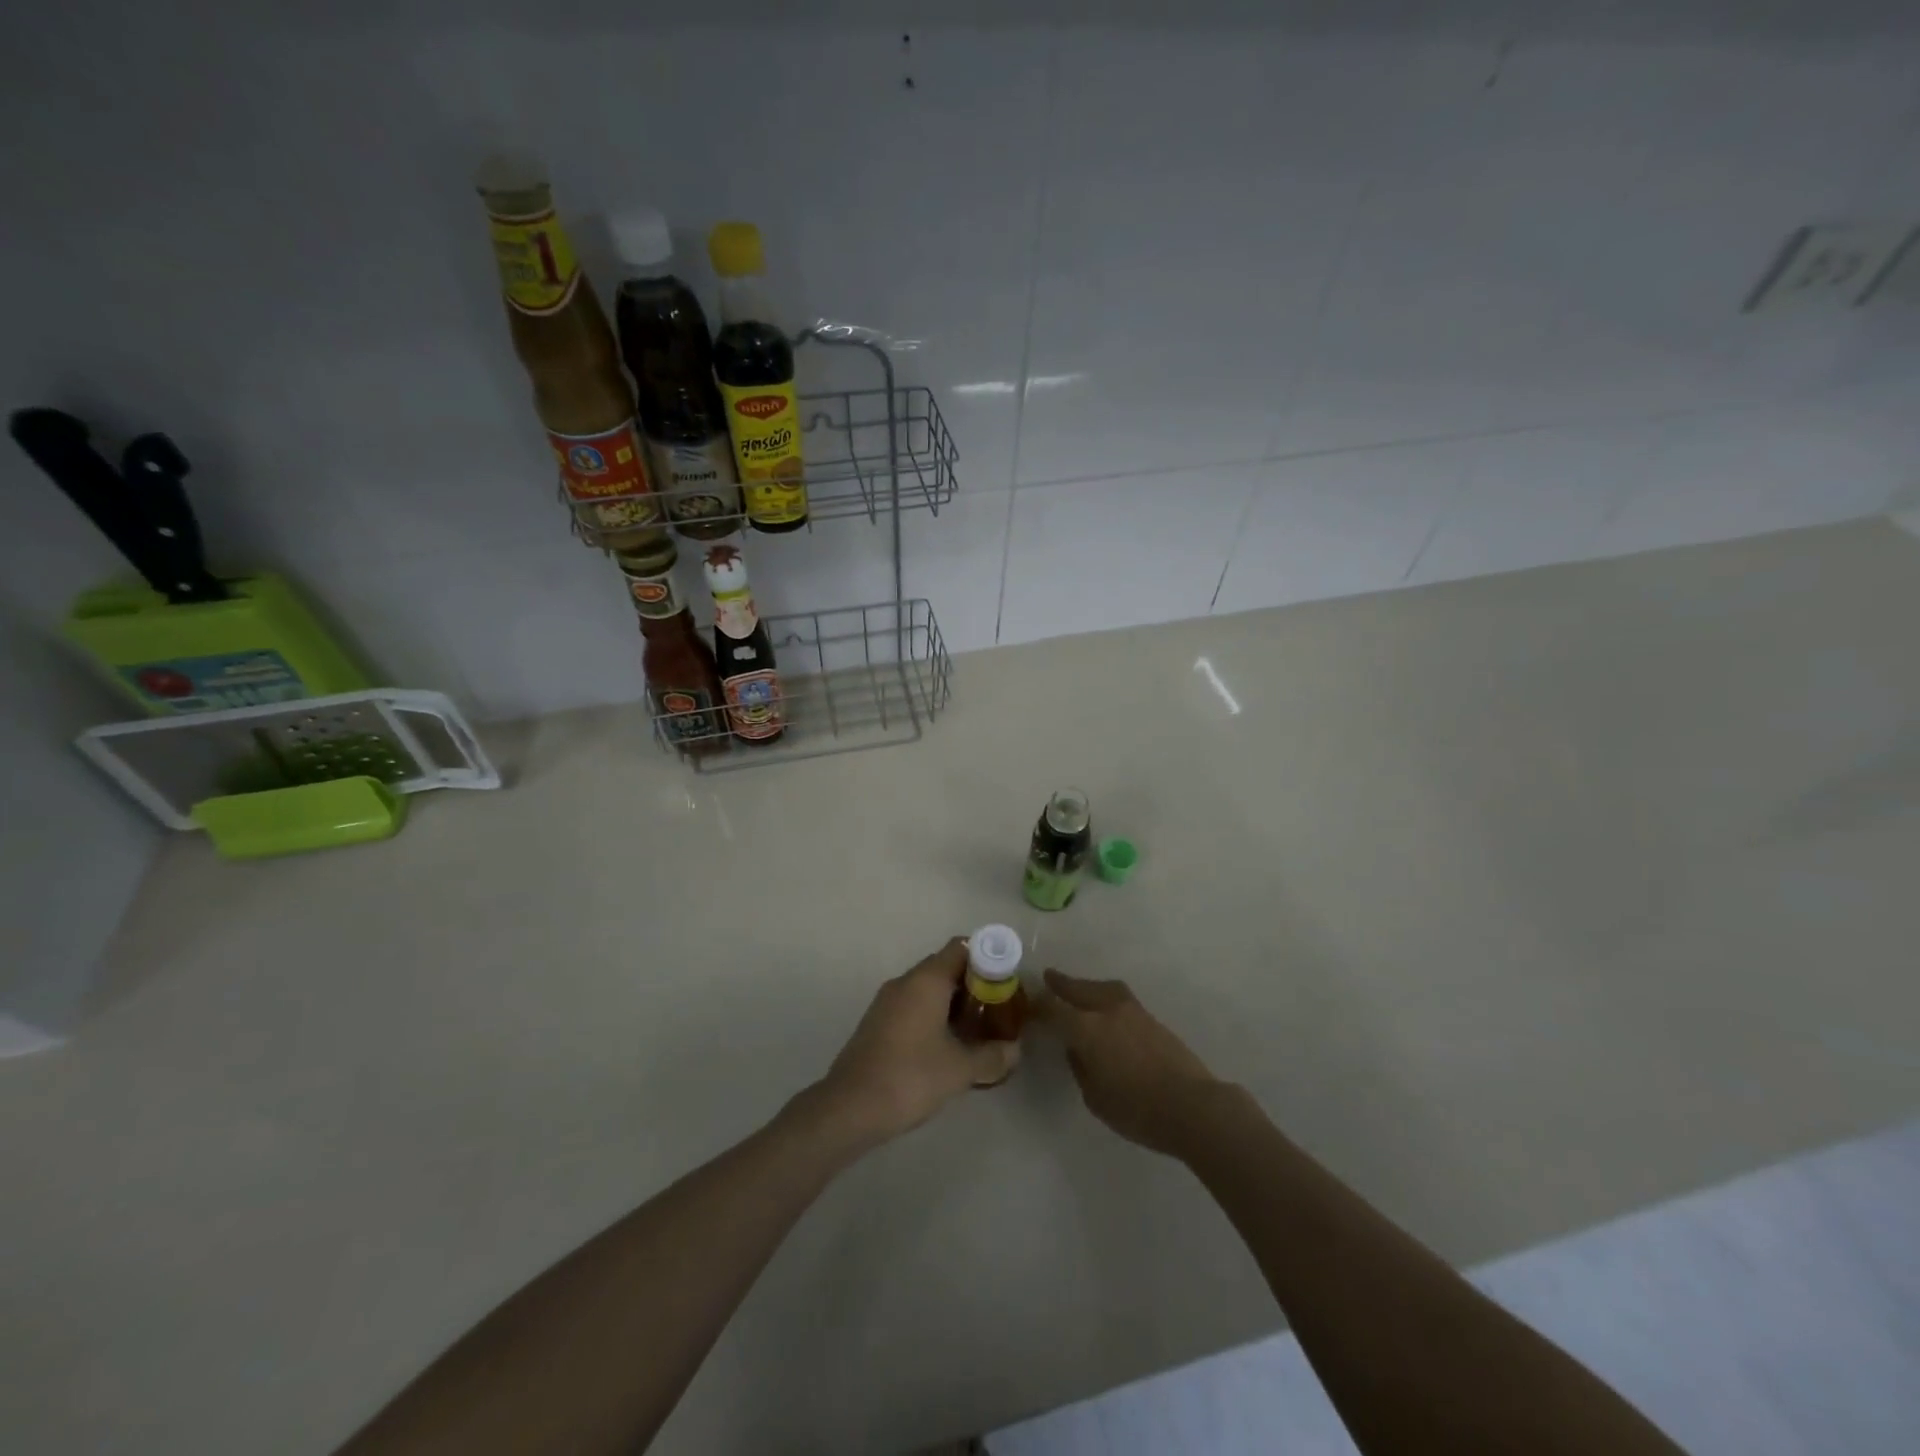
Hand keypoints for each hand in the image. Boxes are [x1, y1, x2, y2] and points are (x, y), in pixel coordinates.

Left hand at [815, 939, 1020, 1145]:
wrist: (850, 1107)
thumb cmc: (910, 1077)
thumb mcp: (960, 1069)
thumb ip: (992, 1056)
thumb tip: (1015, 1050)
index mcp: (926, 980)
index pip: (961, 947)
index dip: (987, 958)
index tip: (1005, 982)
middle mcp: (905, 982)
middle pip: (945, 967)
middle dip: (973, 985)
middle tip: (996, 1010)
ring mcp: (886, 1002)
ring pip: (927, 989)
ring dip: (953, 1004)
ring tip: (976, 1032)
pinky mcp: (877, 1023)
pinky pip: (912, 1007)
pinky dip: (933, 1016)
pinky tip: (946, 1047)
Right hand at [1038, 969, 1222, 1157]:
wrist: (1192, 1106)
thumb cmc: (1137, 1110)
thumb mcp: (1095, 1097)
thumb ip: (1080, 1067)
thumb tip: (1076, 1049)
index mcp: (1087, 1029)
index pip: (1054, 1008)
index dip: (1039, 1006)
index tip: (1028, 1005)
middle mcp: (1107, 1010)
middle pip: (1078, 989)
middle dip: (1061, 983)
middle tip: (1048, 977)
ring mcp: (1132, 1010)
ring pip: (1102, 988)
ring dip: (1086, 986)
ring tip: (1077, 988)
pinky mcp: (1151, 1018)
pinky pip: (1118, 997)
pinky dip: (1104, 996)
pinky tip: (1104, 1007)